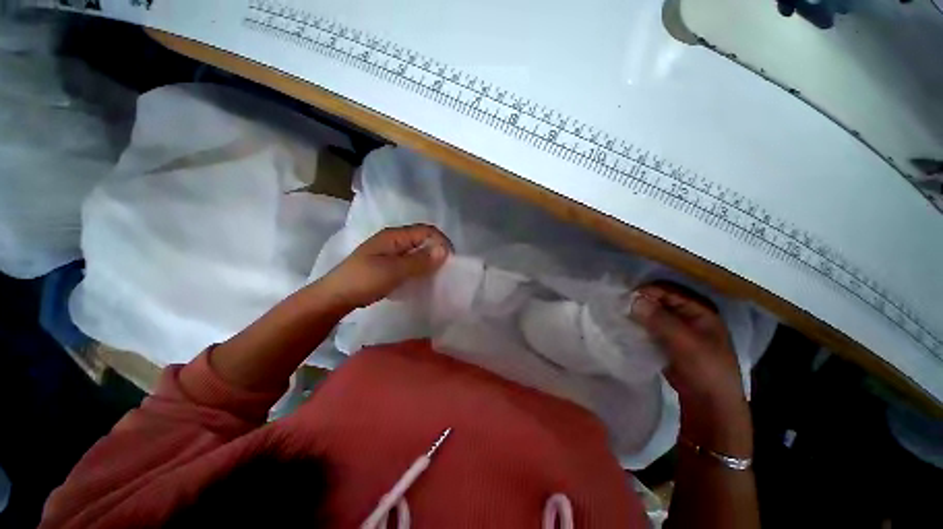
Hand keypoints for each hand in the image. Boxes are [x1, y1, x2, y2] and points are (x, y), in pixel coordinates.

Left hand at [320, 224, 451, 309]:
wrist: (335, 297)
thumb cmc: (363, 280)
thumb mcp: (393, 271)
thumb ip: (419, 261)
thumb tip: (444, 251)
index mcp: (394, 236)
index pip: (426, 231)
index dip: (441, 241)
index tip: (451, 259)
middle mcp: (393, 240)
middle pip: (422, 239)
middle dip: (436, 251)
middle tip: (446, 268)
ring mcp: (389, 252)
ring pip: (416, 251)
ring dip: (428, 260)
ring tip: (437, 274)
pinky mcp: (387, 264)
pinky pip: (409, 261)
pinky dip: (418, 268)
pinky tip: (422, 278)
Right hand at [629, 281, 751, 455]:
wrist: (710, 405)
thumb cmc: (705, 369)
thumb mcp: (685, 342)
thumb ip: (660, 319)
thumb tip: (633, 299)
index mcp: (700, 311)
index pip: (668, 292)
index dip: (646, 292)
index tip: (623, 297)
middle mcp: (688, 318)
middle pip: (659, 303)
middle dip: (639, 303)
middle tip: (616, 306)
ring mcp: (677, 332)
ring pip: (652, 317)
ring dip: (637, 316)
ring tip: (616, 317)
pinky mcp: (667, 345)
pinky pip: (650, 331)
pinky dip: (638, 329)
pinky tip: (623, 329)